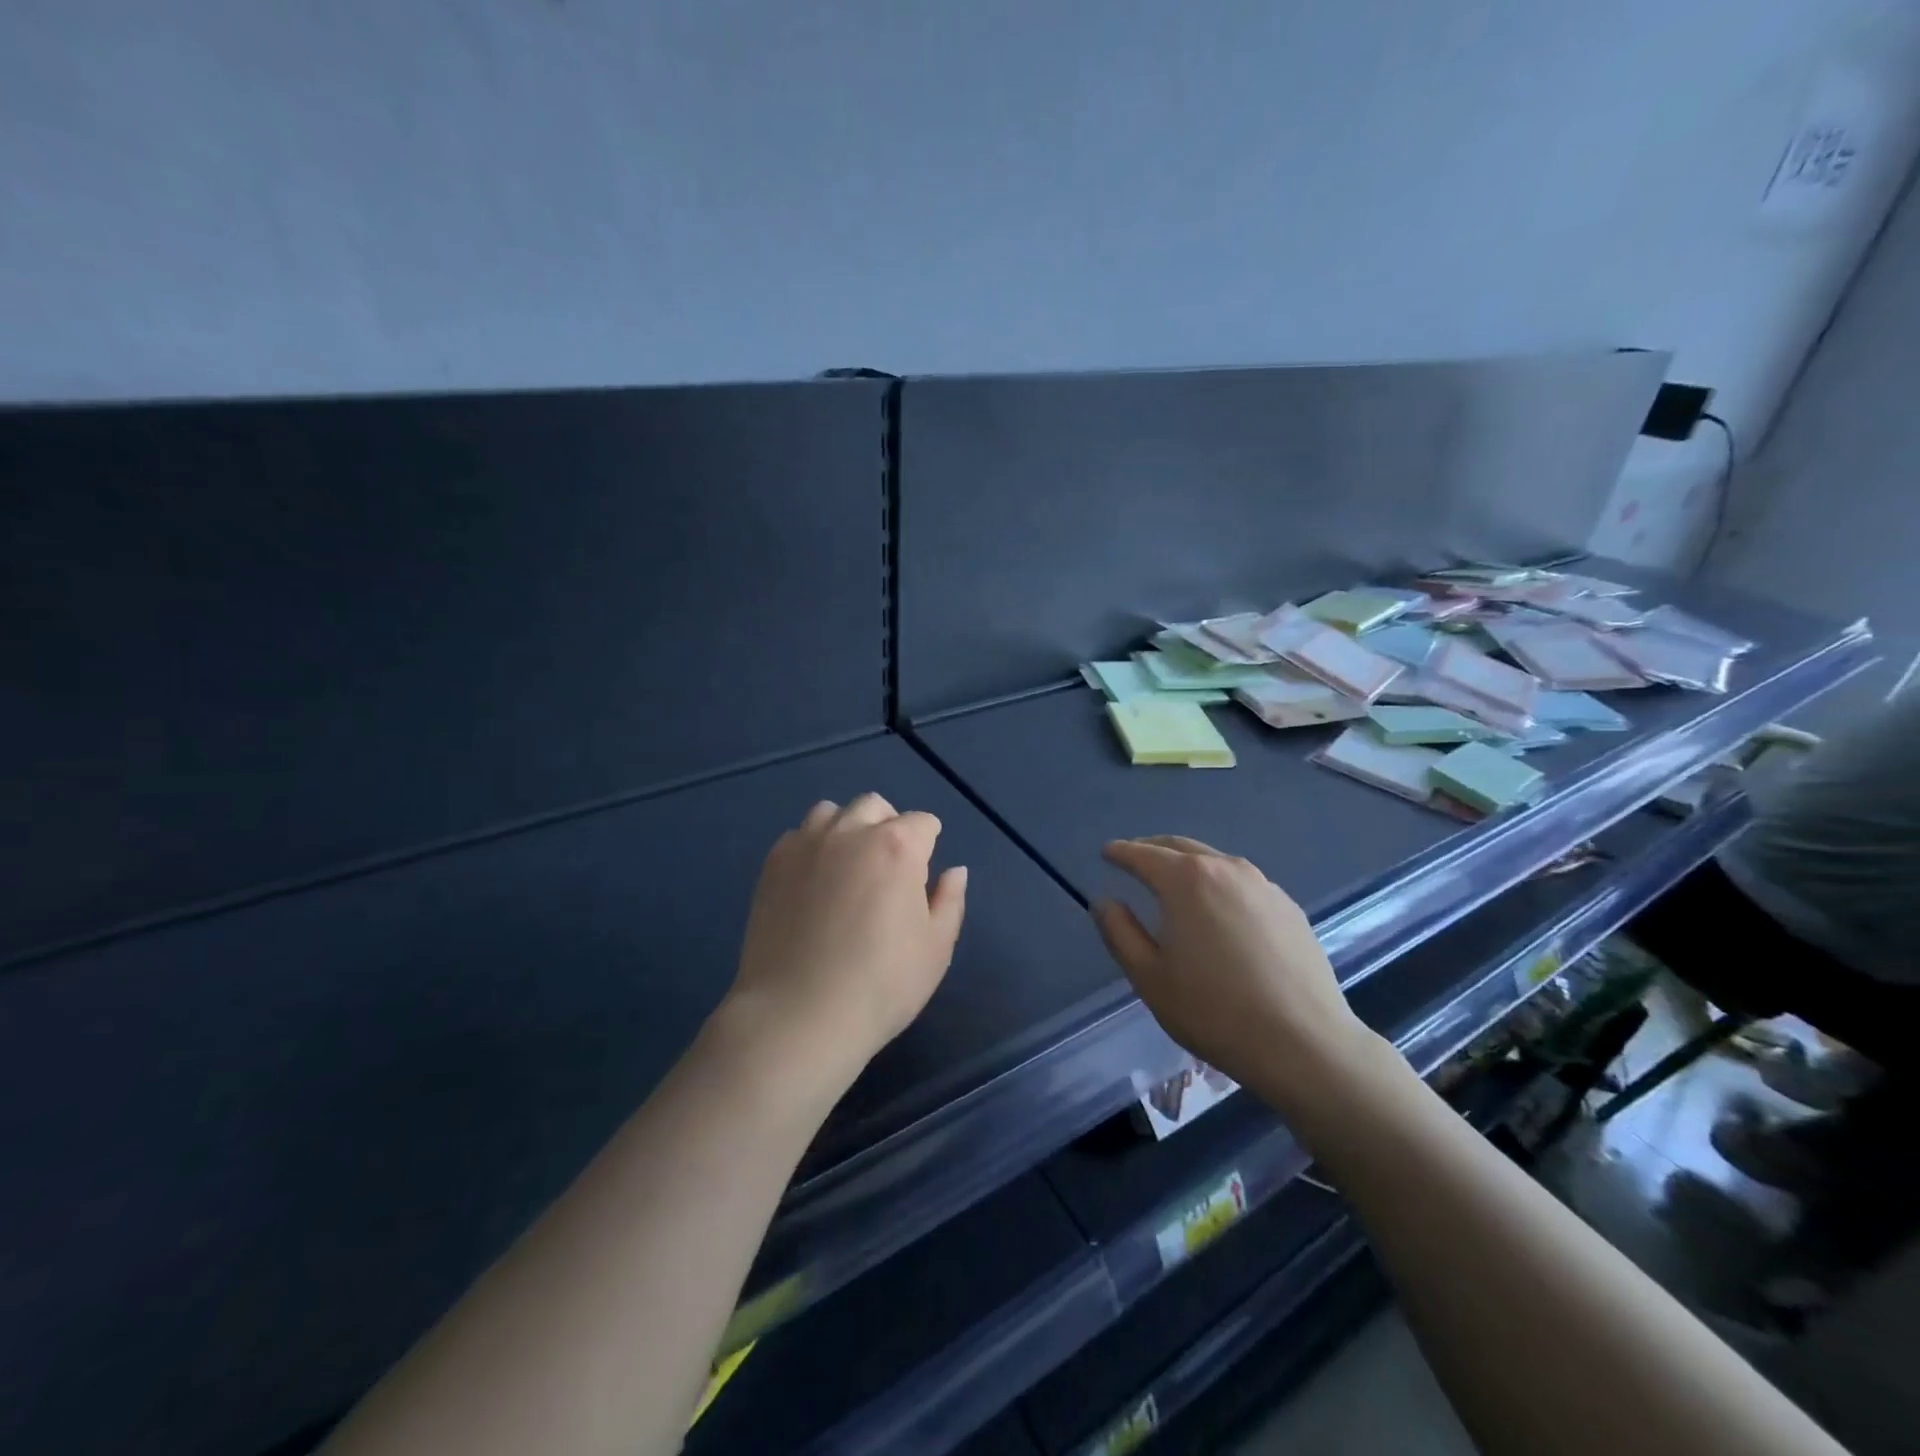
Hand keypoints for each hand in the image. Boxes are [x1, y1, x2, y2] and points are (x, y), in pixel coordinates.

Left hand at [724, 794, 967, 1088]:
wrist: (798, 1015)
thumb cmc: (881, 985)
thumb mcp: (936, 948)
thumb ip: (950, 901)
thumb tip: (954, 870)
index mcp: (897, 847)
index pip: (922, 822)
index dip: (928, 844)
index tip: (922, 874)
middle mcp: (851, 832)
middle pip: (875, 807)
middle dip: (888, 826)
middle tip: (888, 869)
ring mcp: (806, 845)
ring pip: (831, 812)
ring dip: (846, 828)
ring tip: (847, 867)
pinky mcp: (773, 864)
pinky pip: (798, 835)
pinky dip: (812, 847)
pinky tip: (813, 883)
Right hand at [1092, 836, 1380, 1111]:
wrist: (1304, 1044)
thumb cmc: (1214, 1010)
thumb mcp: (1150, 977)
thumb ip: (1120, 932)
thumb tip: (1106, 902)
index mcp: (1187, 881)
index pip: (1144, 855)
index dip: (1121, 852)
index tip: (1106, 853)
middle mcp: (1226, 869)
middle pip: (1181, 847)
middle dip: (1152, 849)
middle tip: (1134, 858)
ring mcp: (1263, 886)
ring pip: (1215, 861)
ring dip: (1188, 863)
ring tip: (1174, 880)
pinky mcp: (1288, 908)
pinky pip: (1242, 882)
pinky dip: (1219, 883)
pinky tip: (1219, 908)